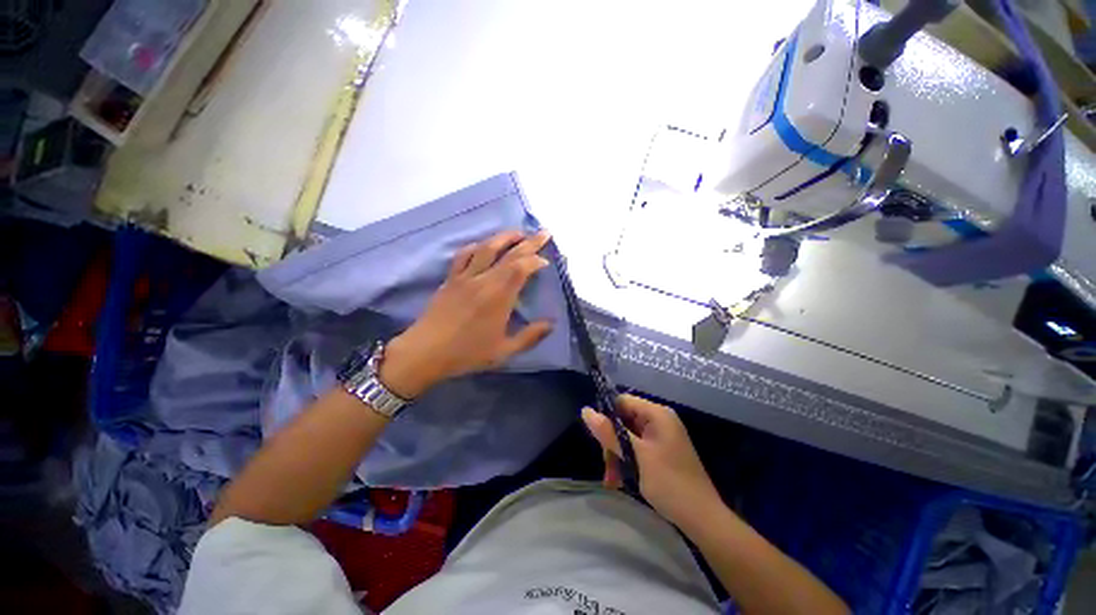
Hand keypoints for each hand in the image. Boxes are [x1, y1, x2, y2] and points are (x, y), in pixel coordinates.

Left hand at [380, 230, 554, 398]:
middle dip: (529, 242)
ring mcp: (465, 277)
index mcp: (499, 297)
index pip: (521, 268)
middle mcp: (483, 280)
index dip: (536, 261)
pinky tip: (482, 245)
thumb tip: (551, 324)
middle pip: (509, 254)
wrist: (425, 352)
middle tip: (544, 233)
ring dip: (504, 237)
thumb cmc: (467, 353)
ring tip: (517, 233)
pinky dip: (476, 246)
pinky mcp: (450, 279)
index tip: (546, 262)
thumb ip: (530, 337)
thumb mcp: (504, 351)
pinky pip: (463, 255)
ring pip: (485, 248)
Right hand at [582, 394, 722, 528]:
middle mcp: (659, 420)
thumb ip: (610, 432)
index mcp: (657, 414)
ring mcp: (661, 436)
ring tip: (612, 480)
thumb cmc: (670, 483)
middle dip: (612, 442)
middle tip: (607, 467)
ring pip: (627, 436)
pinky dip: (627, 461)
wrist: (702, 519)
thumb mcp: (635, 456)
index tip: (597, 438)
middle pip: (623, 420)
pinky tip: (620, 480)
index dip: (607, 416)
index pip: (622, 401)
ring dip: (617, 456)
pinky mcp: (661, 451)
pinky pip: (636, 448)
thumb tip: (585, 410)